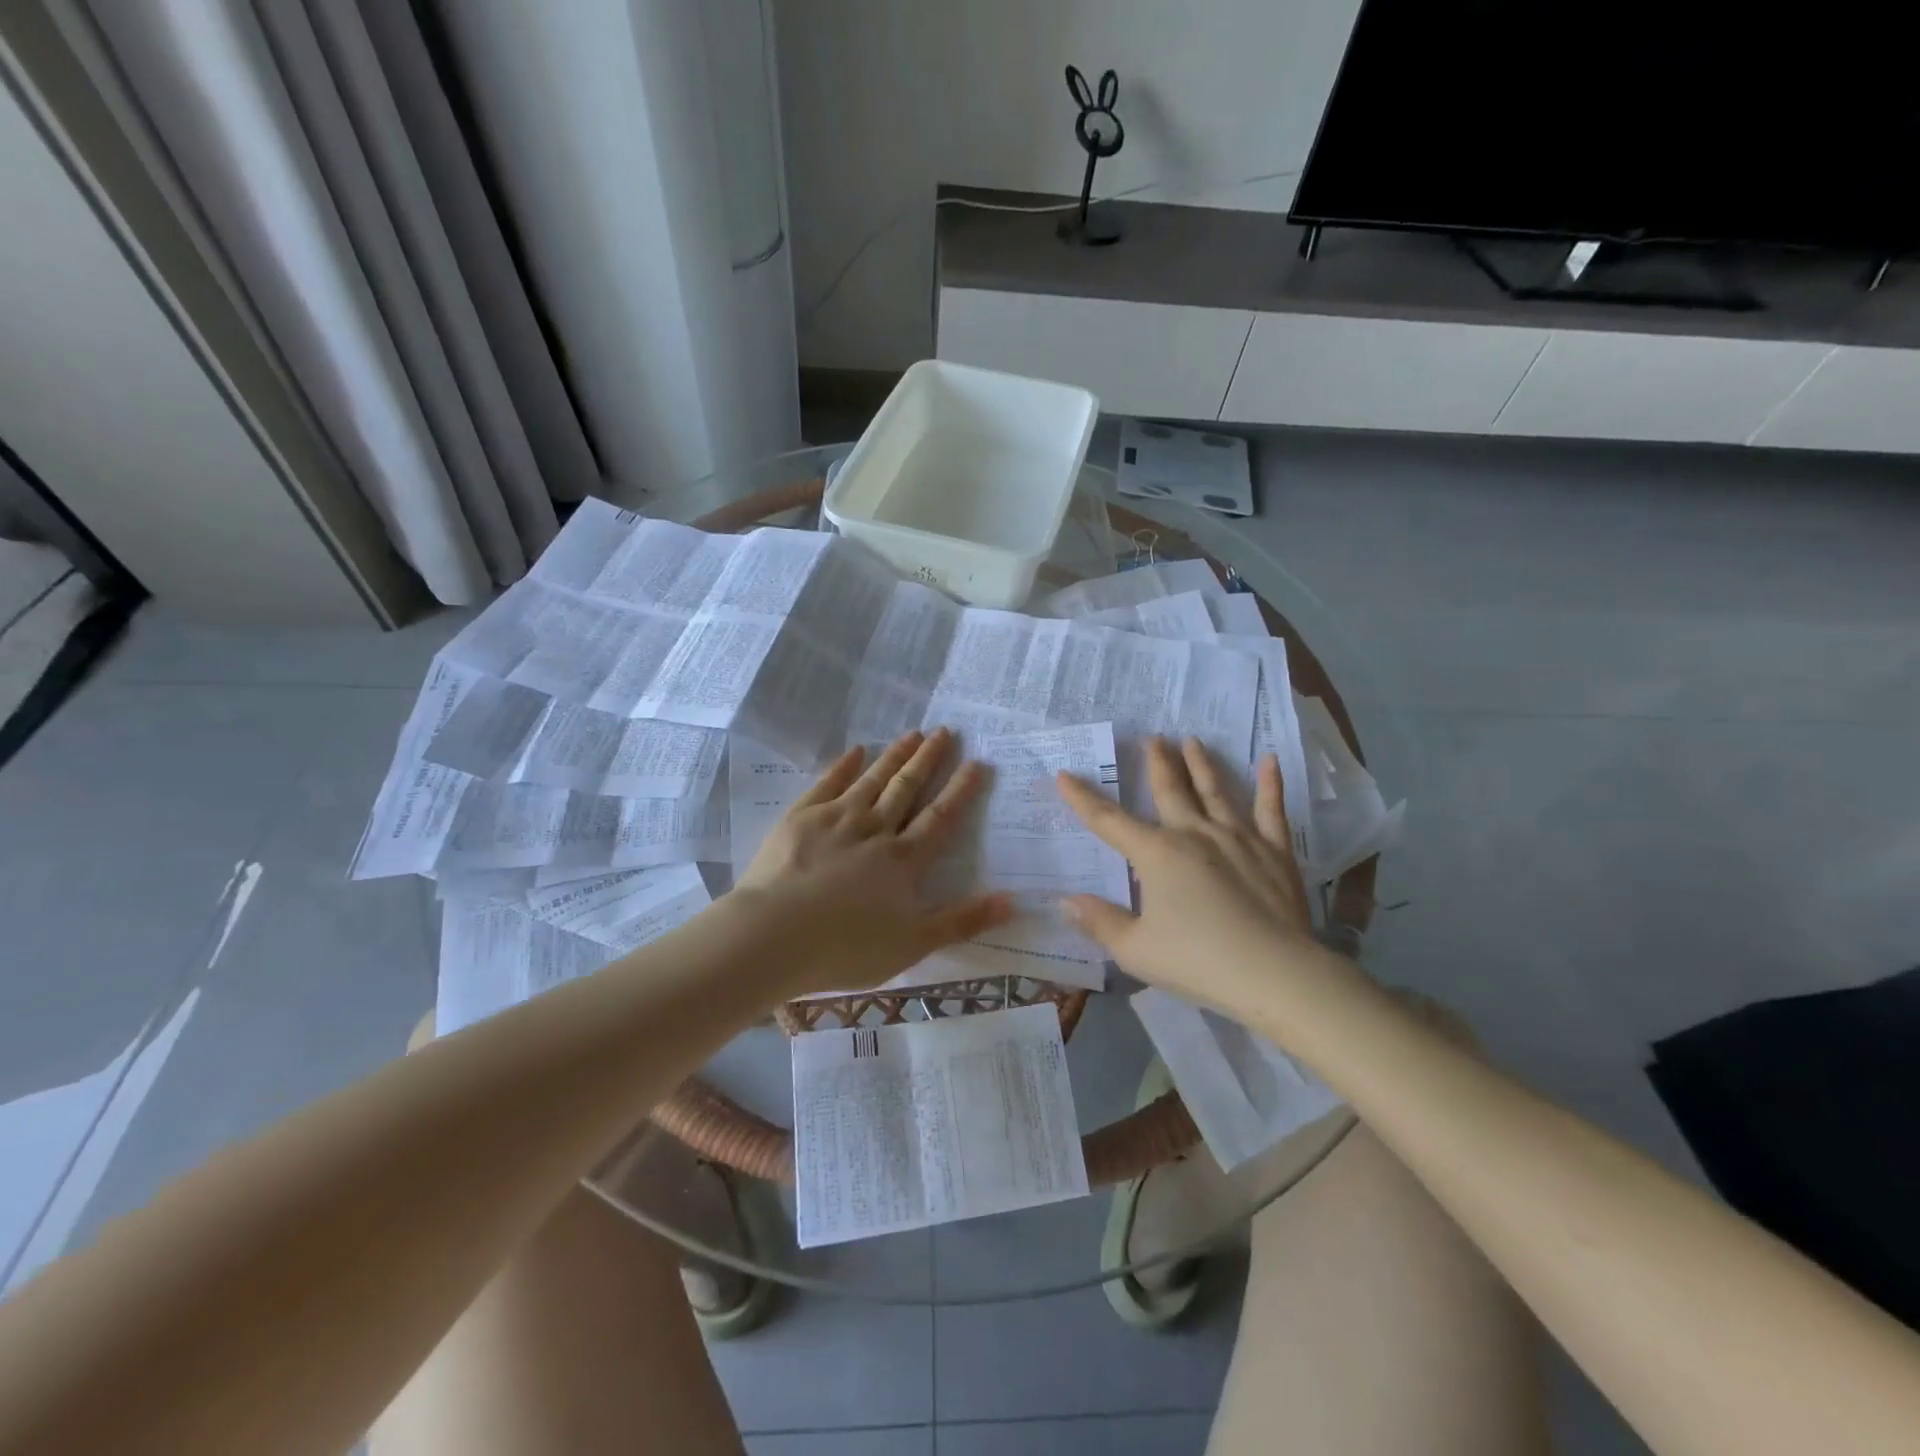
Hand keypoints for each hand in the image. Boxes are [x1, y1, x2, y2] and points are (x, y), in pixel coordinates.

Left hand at [734, 728, 1011, 995]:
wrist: (773, 936)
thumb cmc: (846, 947)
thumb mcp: (914, 944)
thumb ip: (963, 921)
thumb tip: (1014, 900)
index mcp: (903, 860)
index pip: (940, 818)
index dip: (960, 790)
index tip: (976, 762)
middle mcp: (875, 829)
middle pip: (907, 789)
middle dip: (928, 760)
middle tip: (945, 731)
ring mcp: (836, 818)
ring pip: (873, 780)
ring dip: (894, 756)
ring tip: (913, 733)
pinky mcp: (801, 818)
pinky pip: (828, 783)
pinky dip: (844, 766)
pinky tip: (855, 750)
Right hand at [1055, 737, 1329, 1009]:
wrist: (1274, 974)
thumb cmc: (1197, 962)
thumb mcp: (1135, 950)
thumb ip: (1100, 922)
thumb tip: (1066, 900)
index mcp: (1156, 854)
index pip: (1109, 821)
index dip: (1082, 798)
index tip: (1064, 775)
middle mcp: (1194, 834)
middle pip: (1170, 790)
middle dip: (1157, 764)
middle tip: (1152, 738)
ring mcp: (1238, 837)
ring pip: (1215, 791)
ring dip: (1201, 764)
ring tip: (1192, 741)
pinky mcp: (1274, 851)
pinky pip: (1271, 809)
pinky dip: (1270, 784)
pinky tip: (1270, 761)